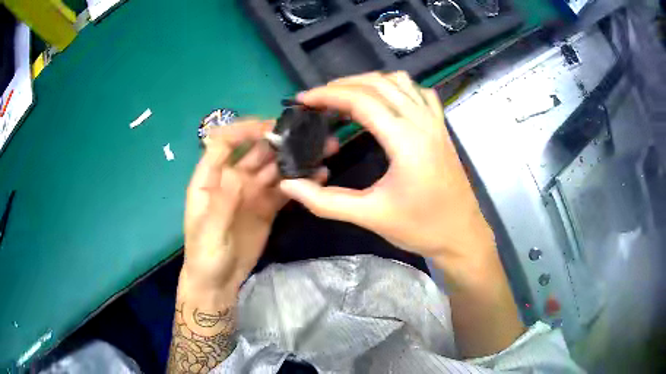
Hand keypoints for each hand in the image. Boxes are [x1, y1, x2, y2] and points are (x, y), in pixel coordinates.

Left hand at [182, 120, 335, 293]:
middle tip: (306, 136)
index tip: (270, 128)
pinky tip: (318, 175)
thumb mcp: (209, 232)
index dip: (244, 130)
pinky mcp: (267, 207)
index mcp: (210, 178)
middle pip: (254, 151)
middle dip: (277, 141)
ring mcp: (251, 193)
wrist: (219, 282)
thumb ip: (223, 202)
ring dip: (293, 158)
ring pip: (272, 168)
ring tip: (319, 150)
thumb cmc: (204, 256)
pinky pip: (284, 190)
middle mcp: (232, 179)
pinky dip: (299, 182)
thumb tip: (239, 172)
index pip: (224, 143)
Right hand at [279, 72, 523, 357]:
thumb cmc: (420, 228)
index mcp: (406, 140)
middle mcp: (422, 122)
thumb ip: (325, 201)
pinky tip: (387, 101)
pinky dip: (398, 88)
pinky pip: (420, 93)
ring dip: (370, 81)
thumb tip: (289, 185)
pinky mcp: (442, 128)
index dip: (328, 95)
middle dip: (343, 84)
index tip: (303, 99)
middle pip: (379, 83)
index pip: (361, 100)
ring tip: (347, 95)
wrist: (462, 235)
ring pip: (401, 82)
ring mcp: (436, 122)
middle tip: (318, 98)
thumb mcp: (370, 216)